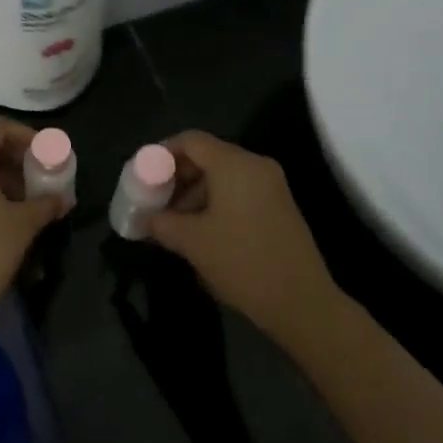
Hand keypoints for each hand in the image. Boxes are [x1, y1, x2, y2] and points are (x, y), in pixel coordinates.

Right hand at [147, 132, 344, 347]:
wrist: (302, 302)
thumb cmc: (242, 262)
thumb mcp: (192, 242)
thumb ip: (161, 222)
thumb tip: (141, 218)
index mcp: (234, 164)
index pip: (191, 140)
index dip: (162, 153)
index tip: (142, 175)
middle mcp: (255, 165)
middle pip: (207, 156)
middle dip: (177, 176)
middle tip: (154, 200)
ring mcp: (271, 186)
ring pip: (223, 175)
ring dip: (194, 192)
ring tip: (173, 222)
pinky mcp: (279, 206)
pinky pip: (239, 190)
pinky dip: (215, 201)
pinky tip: (200, 230)